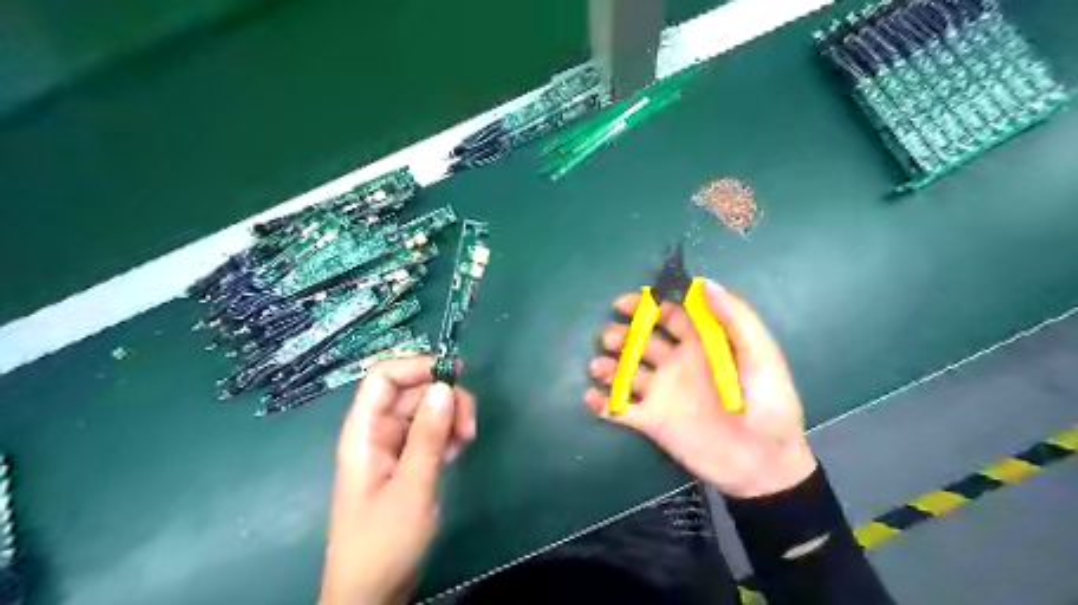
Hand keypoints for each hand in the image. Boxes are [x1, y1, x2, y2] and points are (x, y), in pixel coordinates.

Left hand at [316, 358, 474, 604]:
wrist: (372, 593)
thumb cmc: (383, 542)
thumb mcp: (411, 487)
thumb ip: (428, 435)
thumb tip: (444, 386)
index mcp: (364, 431)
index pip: (383, 377)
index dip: (416, 367)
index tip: (454, 374)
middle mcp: (378, 432)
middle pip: (412, 391)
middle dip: (444, 399)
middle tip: (468, 426)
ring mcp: (394, 447)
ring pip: (427, 411)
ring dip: (451, 418)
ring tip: (467, 442)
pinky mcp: (409, 462)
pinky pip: (431, 433)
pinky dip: (448, 435)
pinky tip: (458, 452)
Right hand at [586, 281, 812, 498]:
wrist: (763, 466)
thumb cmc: (768, 405)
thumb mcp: (761, 356)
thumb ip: (735, 318)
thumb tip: (704, 282)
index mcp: (700, 345)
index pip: (668, 315)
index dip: (647, 305)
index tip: (625, 303)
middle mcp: (676, 364)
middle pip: (640, 340)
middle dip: (622, 334)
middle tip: (610, 338)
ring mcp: (662, 393)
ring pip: (625, 371)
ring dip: (607, 365)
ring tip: (598, 367)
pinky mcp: (652, 421)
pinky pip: (619, 409)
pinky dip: (601, 403)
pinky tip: (591, 398)